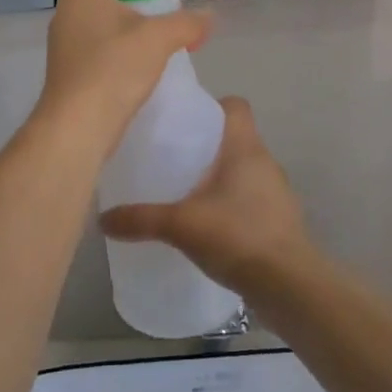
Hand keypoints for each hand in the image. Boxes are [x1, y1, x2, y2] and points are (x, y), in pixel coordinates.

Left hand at [36, 0, 211, 144]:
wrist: (77, 126)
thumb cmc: (114, 68)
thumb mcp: (159, 39)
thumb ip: (187, 22)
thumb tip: (209, 17)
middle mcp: (68, 10)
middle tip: (166, 4)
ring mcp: (66, 41)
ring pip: (102, 19)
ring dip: (131, 23)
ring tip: (162, 36)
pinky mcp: (70, 68)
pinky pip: (98, 45)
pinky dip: (121, 47)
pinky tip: (144, 64)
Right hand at [100, 98, 313, 295]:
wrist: (289, 285)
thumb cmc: (237, 236)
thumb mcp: (181, 225)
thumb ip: (141, 219)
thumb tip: (102, 219)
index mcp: (245, 148)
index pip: (235, 106)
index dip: (212, 107)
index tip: (184, 122)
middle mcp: (265, 162)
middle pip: (235, 138)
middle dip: (207, 145)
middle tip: (173, 158)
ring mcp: (277, 192)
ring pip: (244, 170)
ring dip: (220, 177)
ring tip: (187, 193)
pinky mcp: (280, 220)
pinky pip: (251, 199)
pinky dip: (232, 204)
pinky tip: (209, 225)